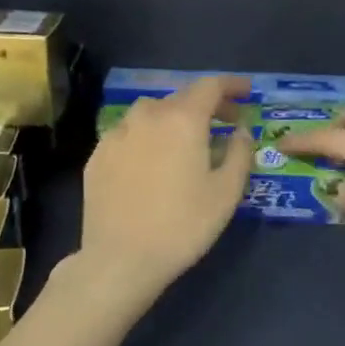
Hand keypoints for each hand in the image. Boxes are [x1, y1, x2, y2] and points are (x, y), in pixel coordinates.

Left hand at [80, 75, 253, 302]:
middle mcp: (148, 116)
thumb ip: (239, 152)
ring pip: (151, 113)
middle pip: (182, 97)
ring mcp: (117, 134)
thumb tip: (240, 130)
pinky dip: (148, 137)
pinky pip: (129, 134)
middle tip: (225, 123)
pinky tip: (153, 161)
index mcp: (183, 119)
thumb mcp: (227, 191)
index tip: (247, 92)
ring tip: (186, 141)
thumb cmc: (183, 225)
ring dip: (174, 118)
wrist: (120, 260)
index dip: (231, 85)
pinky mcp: (97, 156)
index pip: (210, 86)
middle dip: (207, 105)